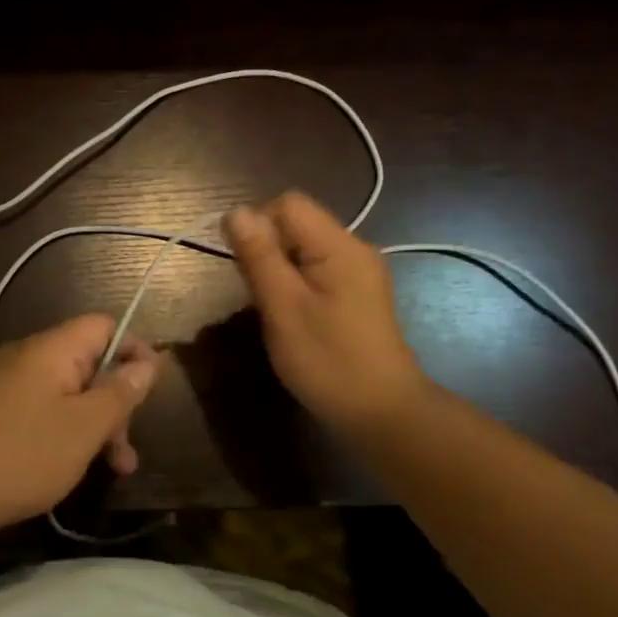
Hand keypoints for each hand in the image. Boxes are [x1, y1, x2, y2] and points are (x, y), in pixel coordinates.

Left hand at [0, 315, 158, 531]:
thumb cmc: (24, 455)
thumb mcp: (86, 426)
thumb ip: (120, 392)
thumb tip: (147, 362)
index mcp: (51, 349)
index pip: (104, 325)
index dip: (134, 350)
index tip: (151, 389)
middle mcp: (29, 356)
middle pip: (89, 361)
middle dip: (116, 400)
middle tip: (127, 446)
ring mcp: (10, 384)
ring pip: (69, 391)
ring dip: (96, 424)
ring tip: (116, 468)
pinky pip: (46, 408)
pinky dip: (68, 430)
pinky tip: (76, 465)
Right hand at [223, 191, 427, 434]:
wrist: (382, 412)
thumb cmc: (328, 360)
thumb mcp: (283, 307)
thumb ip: (259, 256)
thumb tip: (235, 211)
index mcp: (339, 246)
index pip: (288, 204)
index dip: (257, 225)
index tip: (244, 266)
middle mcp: (354, 249)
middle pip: (297, 222)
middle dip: (267, 248)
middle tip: (258, 294)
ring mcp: (359, 272)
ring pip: (304, 248)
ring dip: (279, 267)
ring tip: (272, 307)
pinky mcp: (357, 294)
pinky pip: (316, 269)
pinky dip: (295, 282)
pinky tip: (292, 315)